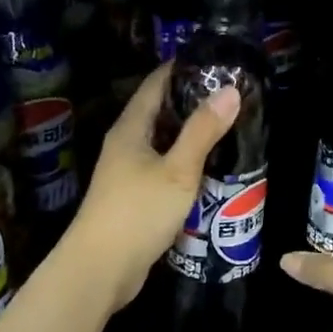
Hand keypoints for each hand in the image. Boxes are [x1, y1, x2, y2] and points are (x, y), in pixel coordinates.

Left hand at [59, 63, 239, 312]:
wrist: (100, 270)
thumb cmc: (137, 212)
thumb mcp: (178, 170)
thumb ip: (203, 131)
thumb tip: (230, 89)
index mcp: (130, 129)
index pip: (156, 84)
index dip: (182, 69)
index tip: (215, 61)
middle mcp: (125, 145)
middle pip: (160, 112)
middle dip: (192, 102)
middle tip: (232, 96)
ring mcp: (127, 173)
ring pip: (163, 143)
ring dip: (191, 135)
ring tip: (228, 127)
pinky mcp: (134, 198)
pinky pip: (164, 169)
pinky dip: (185, 163)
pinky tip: (209, 169)